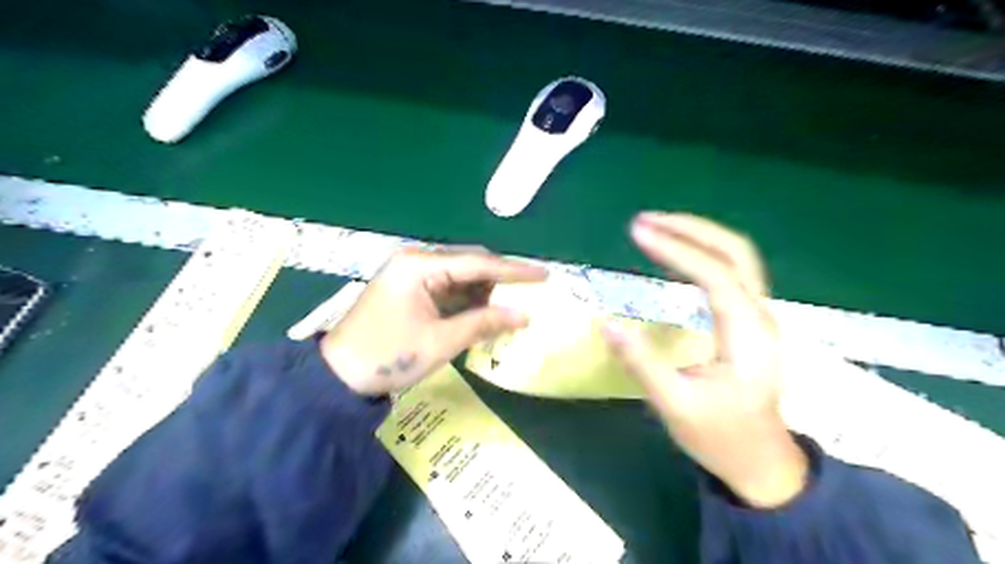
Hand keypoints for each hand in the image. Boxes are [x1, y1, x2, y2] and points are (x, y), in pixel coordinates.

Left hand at [319, 246, 546, 397]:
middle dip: (501, 279)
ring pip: (462, 276)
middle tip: (533, 292)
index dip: (513, 269)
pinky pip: (449, 289)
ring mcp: (413, 275)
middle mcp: (417, 261)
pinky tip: (488, 312)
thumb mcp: (440, 342)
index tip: (544, 274)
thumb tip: (523, 314)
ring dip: (486, 292)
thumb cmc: (387, 356)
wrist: (337, 377)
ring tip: (514, 306)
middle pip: (470, 263)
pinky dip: (470, 301)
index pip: (477, 262)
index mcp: (419, 266)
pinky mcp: (412, 290)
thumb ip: (483, 323)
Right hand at [598, 213, 806, 508]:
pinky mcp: (750, 320)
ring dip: (698, 235)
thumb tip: (605, 324)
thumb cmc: (720, 436)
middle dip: (691, 228)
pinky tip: (675, 255)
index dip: (676, 249)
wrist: (762, 462)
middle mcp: (760, 316)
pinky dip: (703, 254)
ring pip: (738, 257)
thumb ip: (642, 364)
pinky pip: (731, 272)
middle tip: (646, 221)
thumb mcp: (675, 406)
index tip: (638, 233)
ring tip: (656, 228)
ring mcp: (759, 316)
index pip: (715, 275)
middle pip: (736, 251)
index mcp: (747, 335)